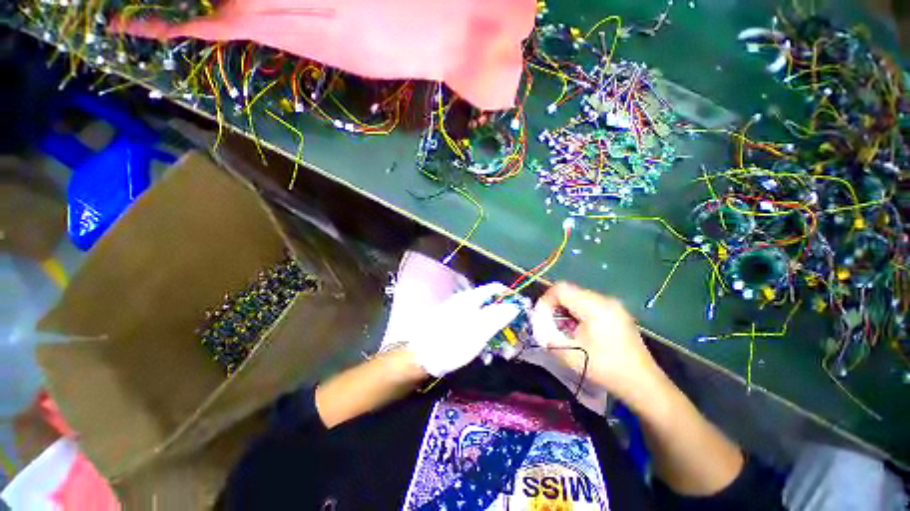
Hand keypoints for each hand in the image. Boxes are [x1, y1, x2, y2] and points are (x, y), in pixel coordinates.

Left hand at [406, 283, 519, 376]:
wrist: (420, 357)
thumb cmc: (451, 343)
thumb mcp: (478, 331)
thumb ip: (497, 316)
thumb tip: (514, 305)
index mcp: (471, 299)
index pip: (496, 288)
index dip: (511, 297)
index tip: (523, 312)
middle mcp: (466, 302)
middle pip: (492, 305)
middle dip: (506, 321)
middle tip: (515, 340)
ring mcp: (459, 314)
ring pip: (485, 318)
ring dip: (497, 334)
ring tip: (502, 354)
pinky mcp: (455, 326)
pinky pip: (475, 328)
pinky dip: (484, 339)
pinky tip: (485, 355)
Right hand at [531, 282, 665, 405]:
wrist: (643, 384)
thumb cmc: (607, 369)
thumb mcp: (571, 355)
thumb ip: (548, 336)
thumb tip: (538, 324)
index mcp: (595, 307)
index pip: (561, 289)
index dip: (546, 300)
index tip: (540, 317)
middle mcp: (605, 300)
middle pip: (570, 291)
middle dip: (555, 306)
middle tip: (549, 324)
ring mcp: (613, 305)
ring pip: (578, 297)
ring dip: (566, 309)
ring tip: (564, 329)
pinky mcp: (617, 312)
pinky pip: (589, 304)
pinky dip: (578, 312)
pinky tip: (579, 330)